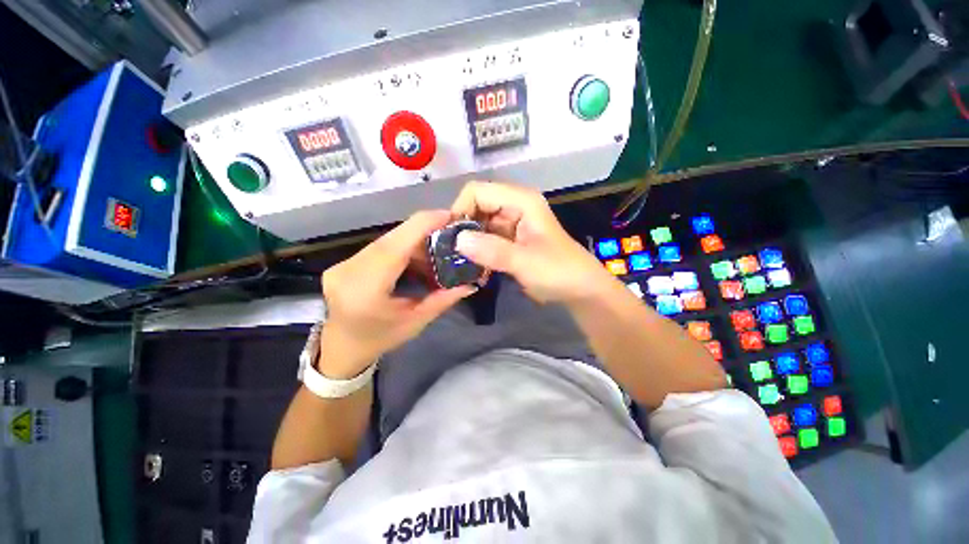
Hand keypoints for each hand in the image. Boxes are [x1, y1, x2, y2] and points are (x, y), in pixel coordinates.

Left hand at [319, 210, 475, 377]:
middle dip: (423, 232)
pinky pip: (379, 248)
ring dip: (413, 243)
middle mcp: (348, 271)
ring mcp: (342, 264)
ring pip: (386, 241)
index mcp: (365, 289)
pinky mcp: (344, 262)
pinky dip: (402, 249)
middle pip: (391, 240)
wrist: (342, 348)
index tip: (448, 215)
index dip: (422, 225)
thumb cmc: (380, 339)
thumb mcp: (416, 322)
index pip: (395, 247)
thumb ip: (443, 300)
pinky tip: (416, 260)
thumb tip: (470, 283)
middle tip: (449, 235)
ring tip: (435, 253)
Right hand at [451, 181, 613, 303]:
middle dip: (463, 229)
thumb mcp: (526, 262)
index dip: (460, 209)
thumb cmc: (559, 272)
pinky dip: (479, 252)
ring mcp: (512, 224)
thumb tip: (457, 241)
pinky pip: (486, 240)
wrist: (580, 290)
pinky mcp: (510, 240)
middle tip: (451, 255)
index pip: (478, 191)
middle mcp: (514, 206)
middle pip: (476, 207)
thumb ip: (492, 250)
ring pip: (479, 225)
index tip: (450, 238)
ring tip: (462, 265)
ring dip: (470, 244)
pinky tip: (476, 270)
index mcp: (521, 201)